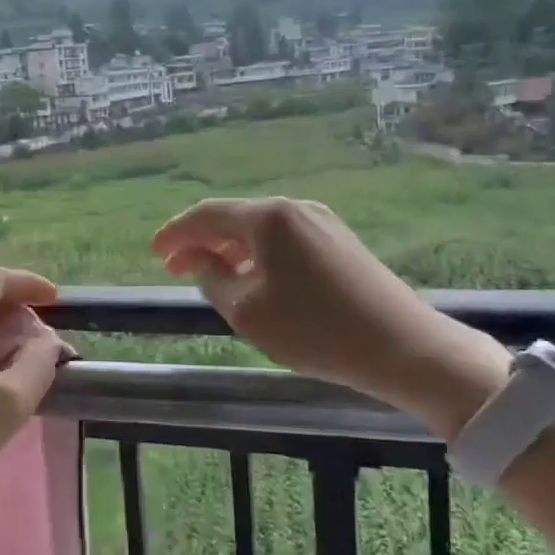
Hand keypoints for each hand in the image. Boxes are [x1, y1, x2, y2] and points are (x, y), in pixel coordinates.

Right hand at [151, 197, 509, 437]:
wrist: (402, 345)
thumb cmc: (314, 329)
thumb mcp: (247, 310)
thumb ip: (211, 279)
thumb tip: (198, 260)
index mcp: (268, 217)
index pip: (206, 215)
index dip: (175, 232)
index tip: (153, 252)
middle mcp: (294, 209)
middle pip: (234, 218)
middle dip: (200, 241)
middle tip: (174, 267)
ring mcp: (321, 223)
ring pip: (260, 230)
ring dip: (229, 249)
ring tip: (208, 274)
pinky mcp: (339, 242)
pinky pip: (283, 240)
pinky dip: (257, 254)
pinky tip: (251, 277)